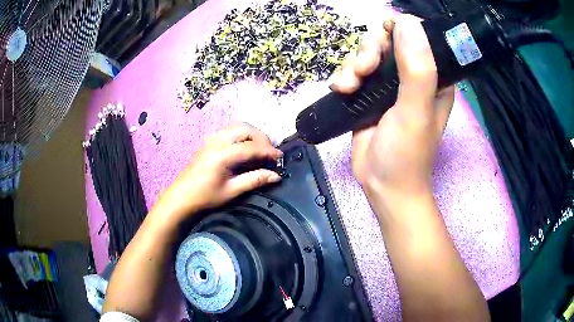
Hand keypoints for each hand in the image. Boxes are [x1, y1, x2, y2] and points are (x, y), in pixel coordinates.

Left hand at [156, 124, 282, 220]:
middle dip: (261, 138)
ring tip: (260, 149)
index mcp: (222, 154)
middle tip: (269, 152)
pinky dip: (242, 135)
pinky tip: (244, 148)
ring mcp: (211, 139)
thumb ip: (254, 180)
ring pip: (237, 126)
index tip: (280, 157)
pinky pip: (229, 130)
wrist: (181, 196)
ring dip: (252, 134)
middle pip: (245, 128)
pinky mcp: (208, 141)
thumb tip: (276, 176)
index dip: (268, 151)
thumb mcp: (231, 191)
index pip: (251, 146)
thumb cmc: (205, 196)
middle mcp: (217, 141)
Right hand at [331, 15, 453, 201]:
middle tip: (365, 70)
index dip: (401, 29)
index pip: (419, 35)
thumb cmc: (406, 154)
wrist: (382, 185)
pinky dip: (344, 76)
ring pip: (367, 53)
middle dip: (371, 49)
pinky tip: (342, 91)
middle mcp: (413, 75)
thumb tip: (406, 23)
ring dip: (353, 65)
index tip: (385, 37)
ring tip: (349, 87)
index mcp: (434, 76)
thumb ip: (417, 69)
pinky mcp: (369, 93)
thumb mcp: (415, 111)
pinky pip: (353, 70)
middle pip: (387, 39)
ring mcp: (389, 83)